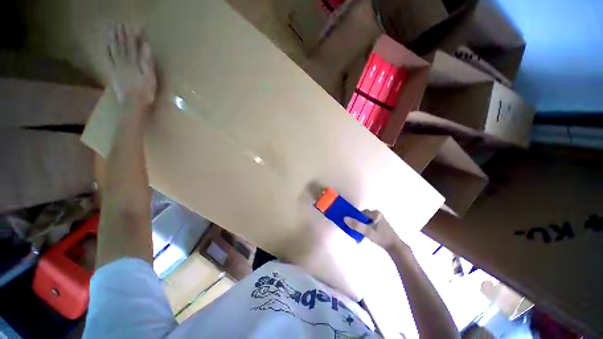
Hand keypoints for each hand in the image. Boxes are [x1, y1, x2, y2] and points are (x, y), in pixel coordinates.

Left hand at [107, 24, 156, 107]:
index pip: (133, 46)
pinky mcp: (113, 73)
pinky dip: (107, 50)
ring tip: (112, 29)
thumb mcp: (150, 78)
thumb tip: (146, 47)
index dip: (133, 36)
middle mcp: (124, 62)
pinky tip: (107, 44)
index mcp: (134, 63)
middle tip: (120, 23)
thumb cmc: (145, 92)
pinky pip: (108, 59)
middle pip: (122, 46)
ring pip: (114, 50)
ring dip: (113, 39)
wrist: (132, 104)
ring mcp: (117, 67)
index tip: (132, 26)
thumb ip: (147, 61)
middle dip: (121, 34)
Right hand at [344, 210, 408, 252]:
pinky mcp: (379, 224)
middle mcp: (376, 214)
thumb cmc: (381, 238)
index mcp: (375, 213)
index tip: (348, 223)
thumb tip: (344, 218)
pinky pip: (368, 223)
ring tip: (356, 231)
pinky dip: (364, 226)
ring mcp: (378, 219)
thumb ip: (356, 225)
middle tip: (352, 228)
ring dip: (360, 224)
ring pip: (364, 220)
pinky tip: (362, 233)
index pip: (360, 213)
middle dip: (356, 221)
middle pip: (362, 216)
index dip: (353, 217)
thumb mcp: (368, 232)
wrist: (395, 247)